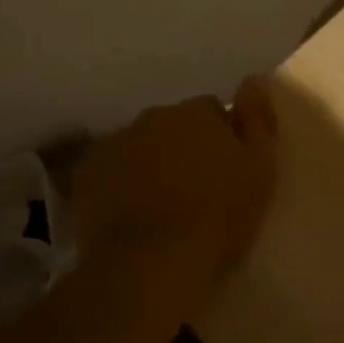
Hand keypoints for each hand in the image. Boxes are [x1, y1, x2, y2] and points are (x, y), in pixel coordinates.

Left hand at [70, 77, 278, 310]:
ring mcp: (113, 145)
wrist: (151, 263)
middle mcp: (150, 118)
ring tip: (160, 208)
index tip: (226, 171)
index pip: (211, 111)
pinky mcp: (84, 176)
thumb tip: (254, 80)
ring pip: (138, 148)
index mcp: (194, 113)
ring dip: (149, 165)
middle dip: (181, 149)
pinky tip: (129, 216)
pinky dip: (118, 186)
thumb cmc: (216, 217)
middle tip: (194, 191)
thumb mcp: (259, 170)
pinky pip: (108, 173)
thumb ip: (257, 121)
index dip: (220, 139)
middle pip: (171, 127)